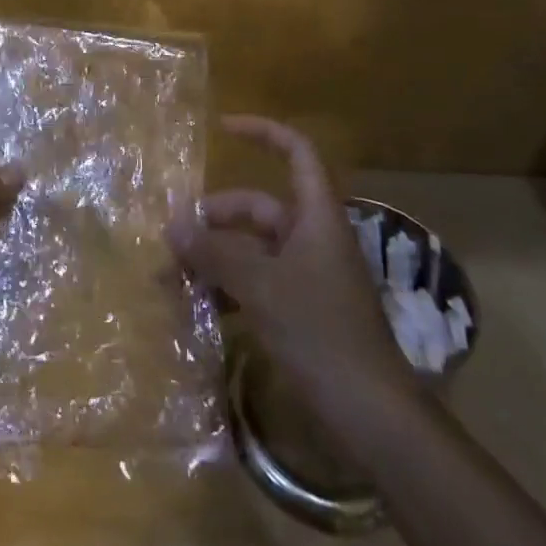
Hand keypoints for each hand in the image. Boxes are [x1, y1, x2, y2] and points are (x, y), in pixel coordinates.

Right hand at [169, 115, 418, 442]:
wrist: (373, 417)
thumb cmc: (321, 333)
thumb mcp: (260, 286)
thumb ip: (214, 252)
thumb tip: (172, 223)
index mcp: (316, 217)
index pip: (296, 152)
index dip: (261, 132)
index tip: (221, 128)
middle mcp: (312, 238)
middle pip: (257, 208)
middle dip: (213, 219)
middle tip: (172, 239)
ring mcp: (308, 277)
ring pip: (251, 250)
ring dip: (214, 259)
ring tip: (172, 280)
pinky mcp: (303, 312)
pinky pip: (257, 283)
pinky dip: (228, 289)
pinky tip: (198, 309)